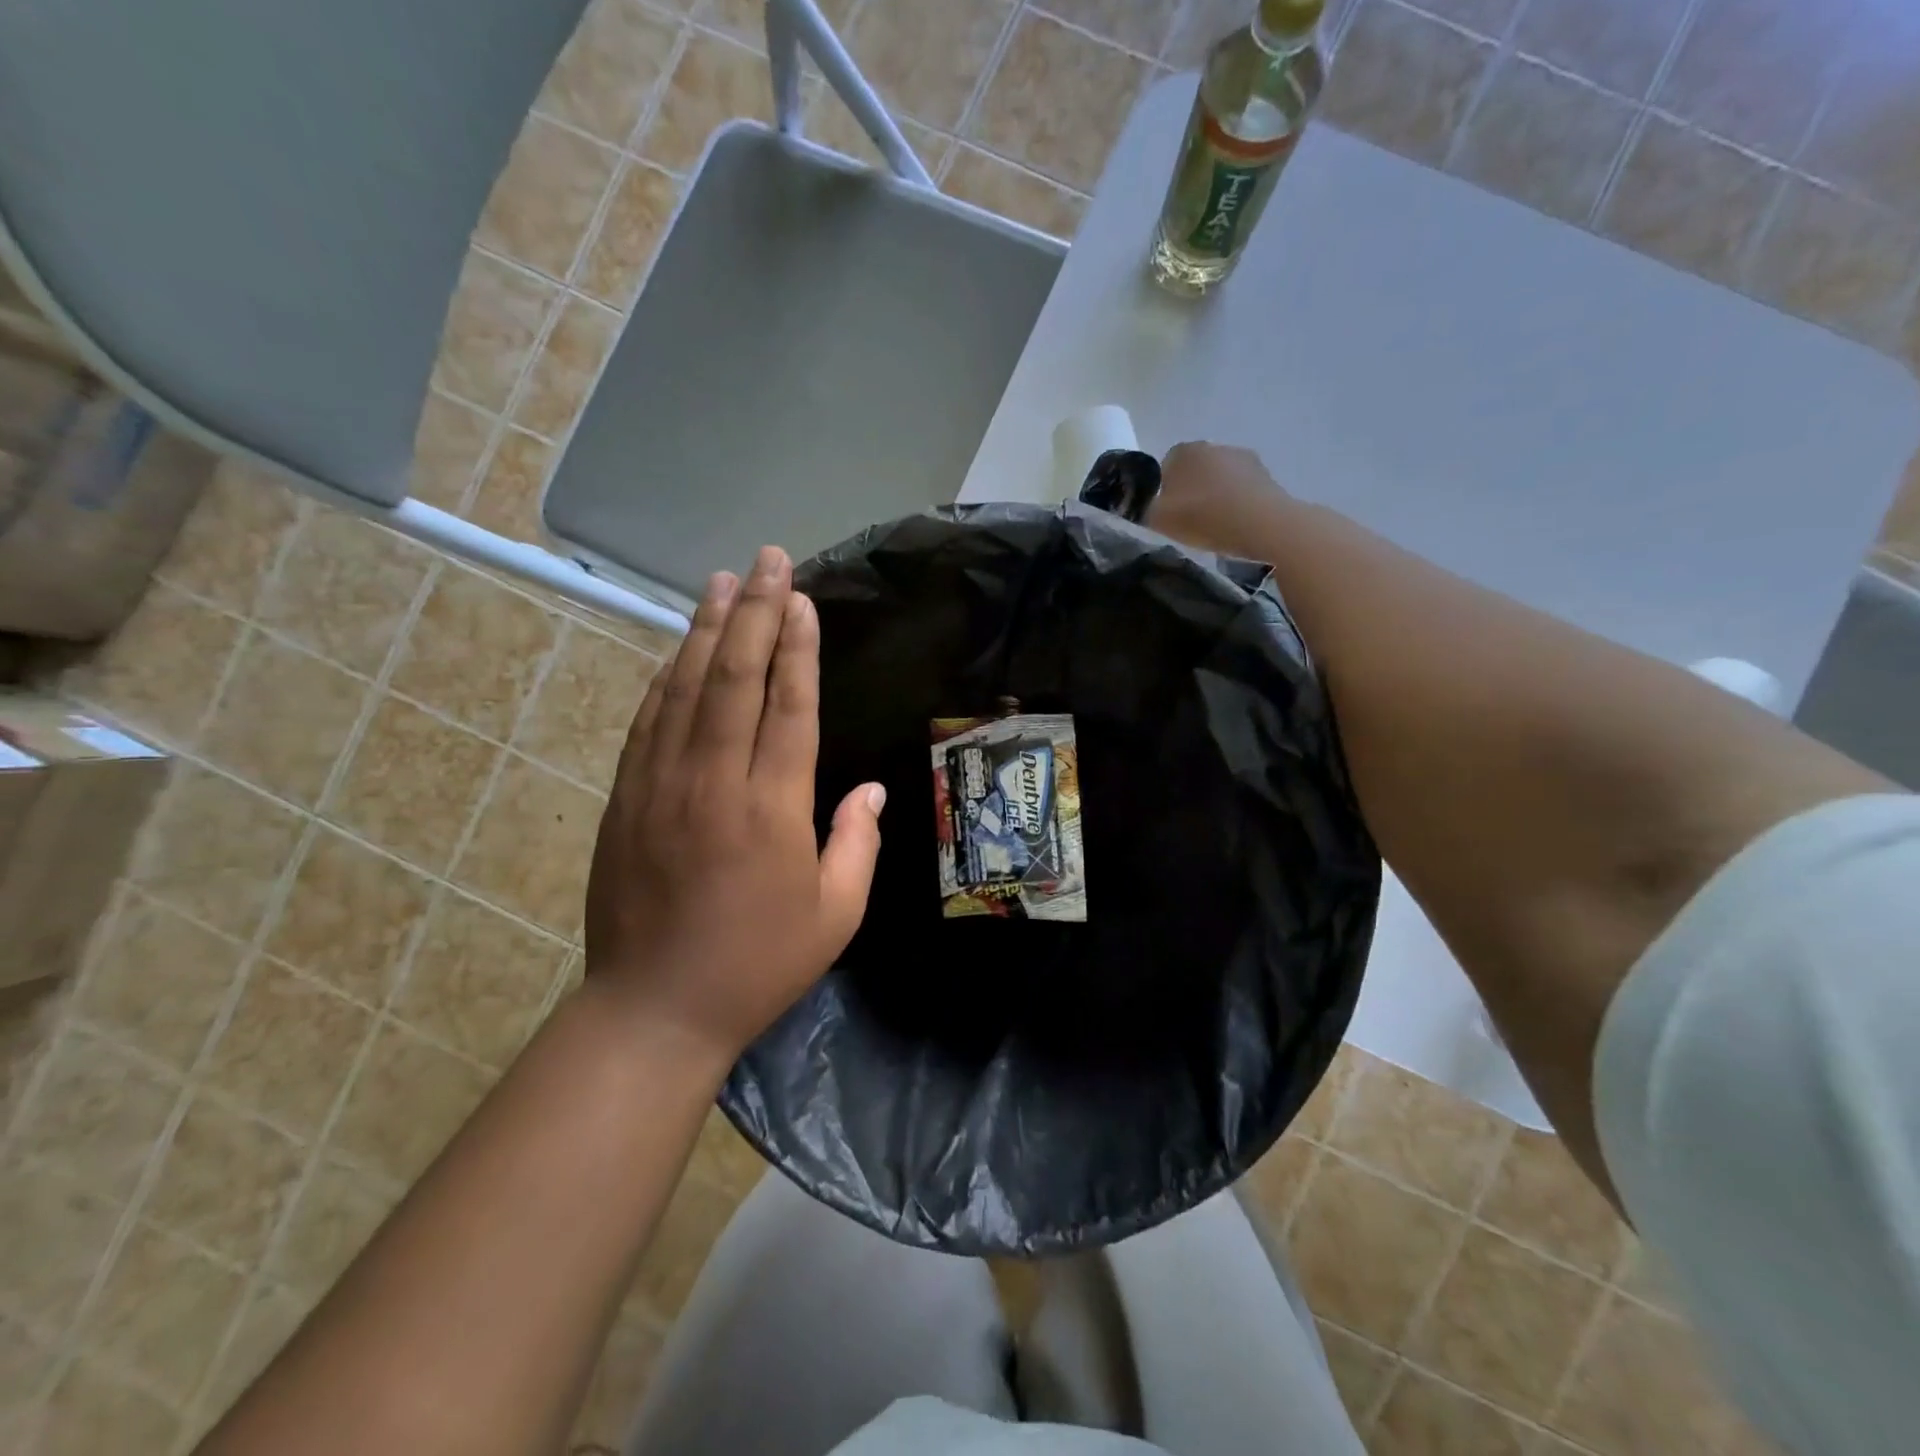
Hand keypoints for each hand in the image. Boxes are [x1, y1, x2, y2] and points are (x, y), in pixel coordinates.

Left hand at [584, 546, 885, 1067]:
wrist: (654, 1008)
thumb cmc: (758, 963)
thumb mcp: (836, 913)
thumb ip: (857, 843)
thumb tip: (869, 789)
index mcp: (772, 807)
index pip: (789, 705)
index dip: (797, 646)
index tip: (802, 598)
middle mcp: (714, 781)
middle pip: (734, 677)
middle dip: (754, 612)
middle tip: (768, 560)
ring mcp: (660, 784)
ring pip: (685, 688)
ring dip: (706, 629)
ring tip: (722, 581)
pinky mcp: (626, 797)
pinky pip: (649, 720)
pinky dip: (667, 677)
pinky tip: (679, 649)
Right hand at [1148, 442, 1292, 554]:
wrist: (1261, 524)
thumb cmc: (1203, 517)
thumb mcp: (1157, 520)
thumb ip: (1144, 509)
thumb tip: (1145, 506)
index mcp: (1183, 451)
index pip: (1165, 467)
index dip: (1163, 491)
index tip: (1167, 515)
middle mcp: (1213, 446)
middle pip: (1194, 471)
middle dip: (1190, 491)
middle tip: (1189, 522)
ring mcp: (1243, 457)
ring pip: (1219, 479)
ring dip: (1215, 496)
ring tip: (1215, 526)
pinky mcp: (1266, 474)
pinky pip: (1241, 490)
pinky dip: (1236, 503)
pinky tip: (1235, 525)